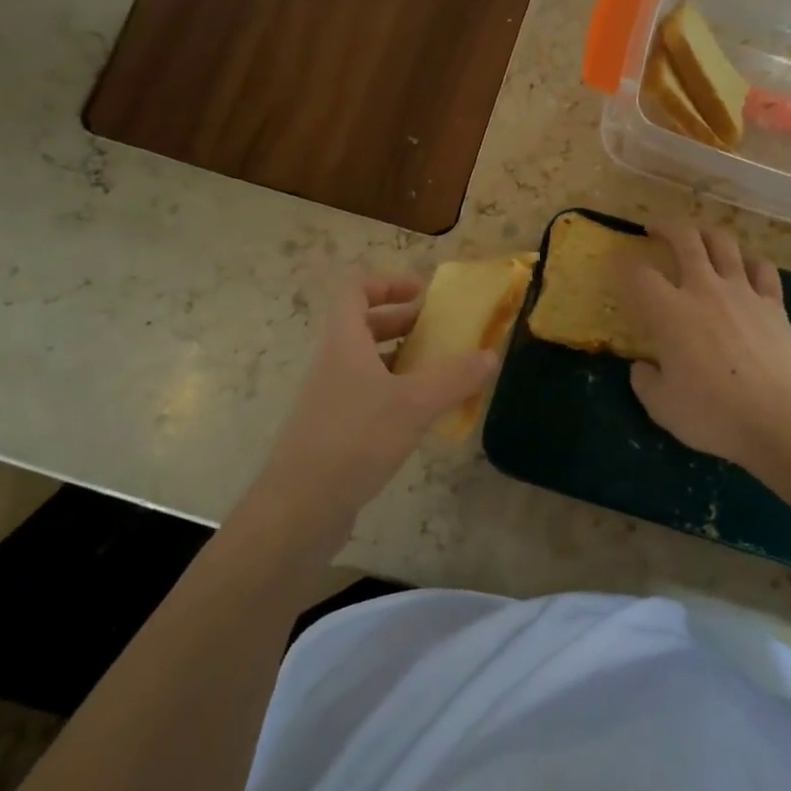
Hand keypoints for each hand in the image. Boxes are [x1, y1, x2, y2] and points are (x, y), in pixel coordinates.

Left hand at [251, 273, 497, 548]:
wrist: (299, 508)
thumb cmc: (354, 439)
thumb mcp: (414, 403)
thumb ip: (455, 377)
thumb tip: (490, 355)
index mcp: (343, 341)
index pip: (353, 289)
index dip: (387, 282)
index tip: (422, 293)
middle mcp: (332, 363)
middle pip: (363, 324)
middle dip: (402, 322)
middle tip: (439, 333)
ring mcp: (329, 398)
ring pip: (367, 363)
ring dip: (402, 360)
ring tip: (440, 373)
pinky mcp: (334, 431)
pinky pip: (367, 396)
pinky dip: (396, 395)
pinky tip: (422, 417)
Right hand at [624, 226, 790, 469]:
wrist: (781, 418)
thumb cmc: (713, 414)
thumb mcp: (662, 407)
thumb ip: (645, 381)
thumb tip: (643, 367)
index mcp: (669, 312)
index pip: (637, 274)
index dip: (621, 264)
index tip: (615, 262)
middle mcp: (704, 290)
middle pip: (684, 239)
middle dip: (665, 227)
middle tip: (655, 229)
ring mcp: (743, 292)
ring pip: (723, 243)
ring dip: (706, 234)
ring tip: (698, 238)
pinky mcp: (774, 303)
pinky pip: (762, 268)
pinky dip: (750, 262)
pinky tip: (745, 268)